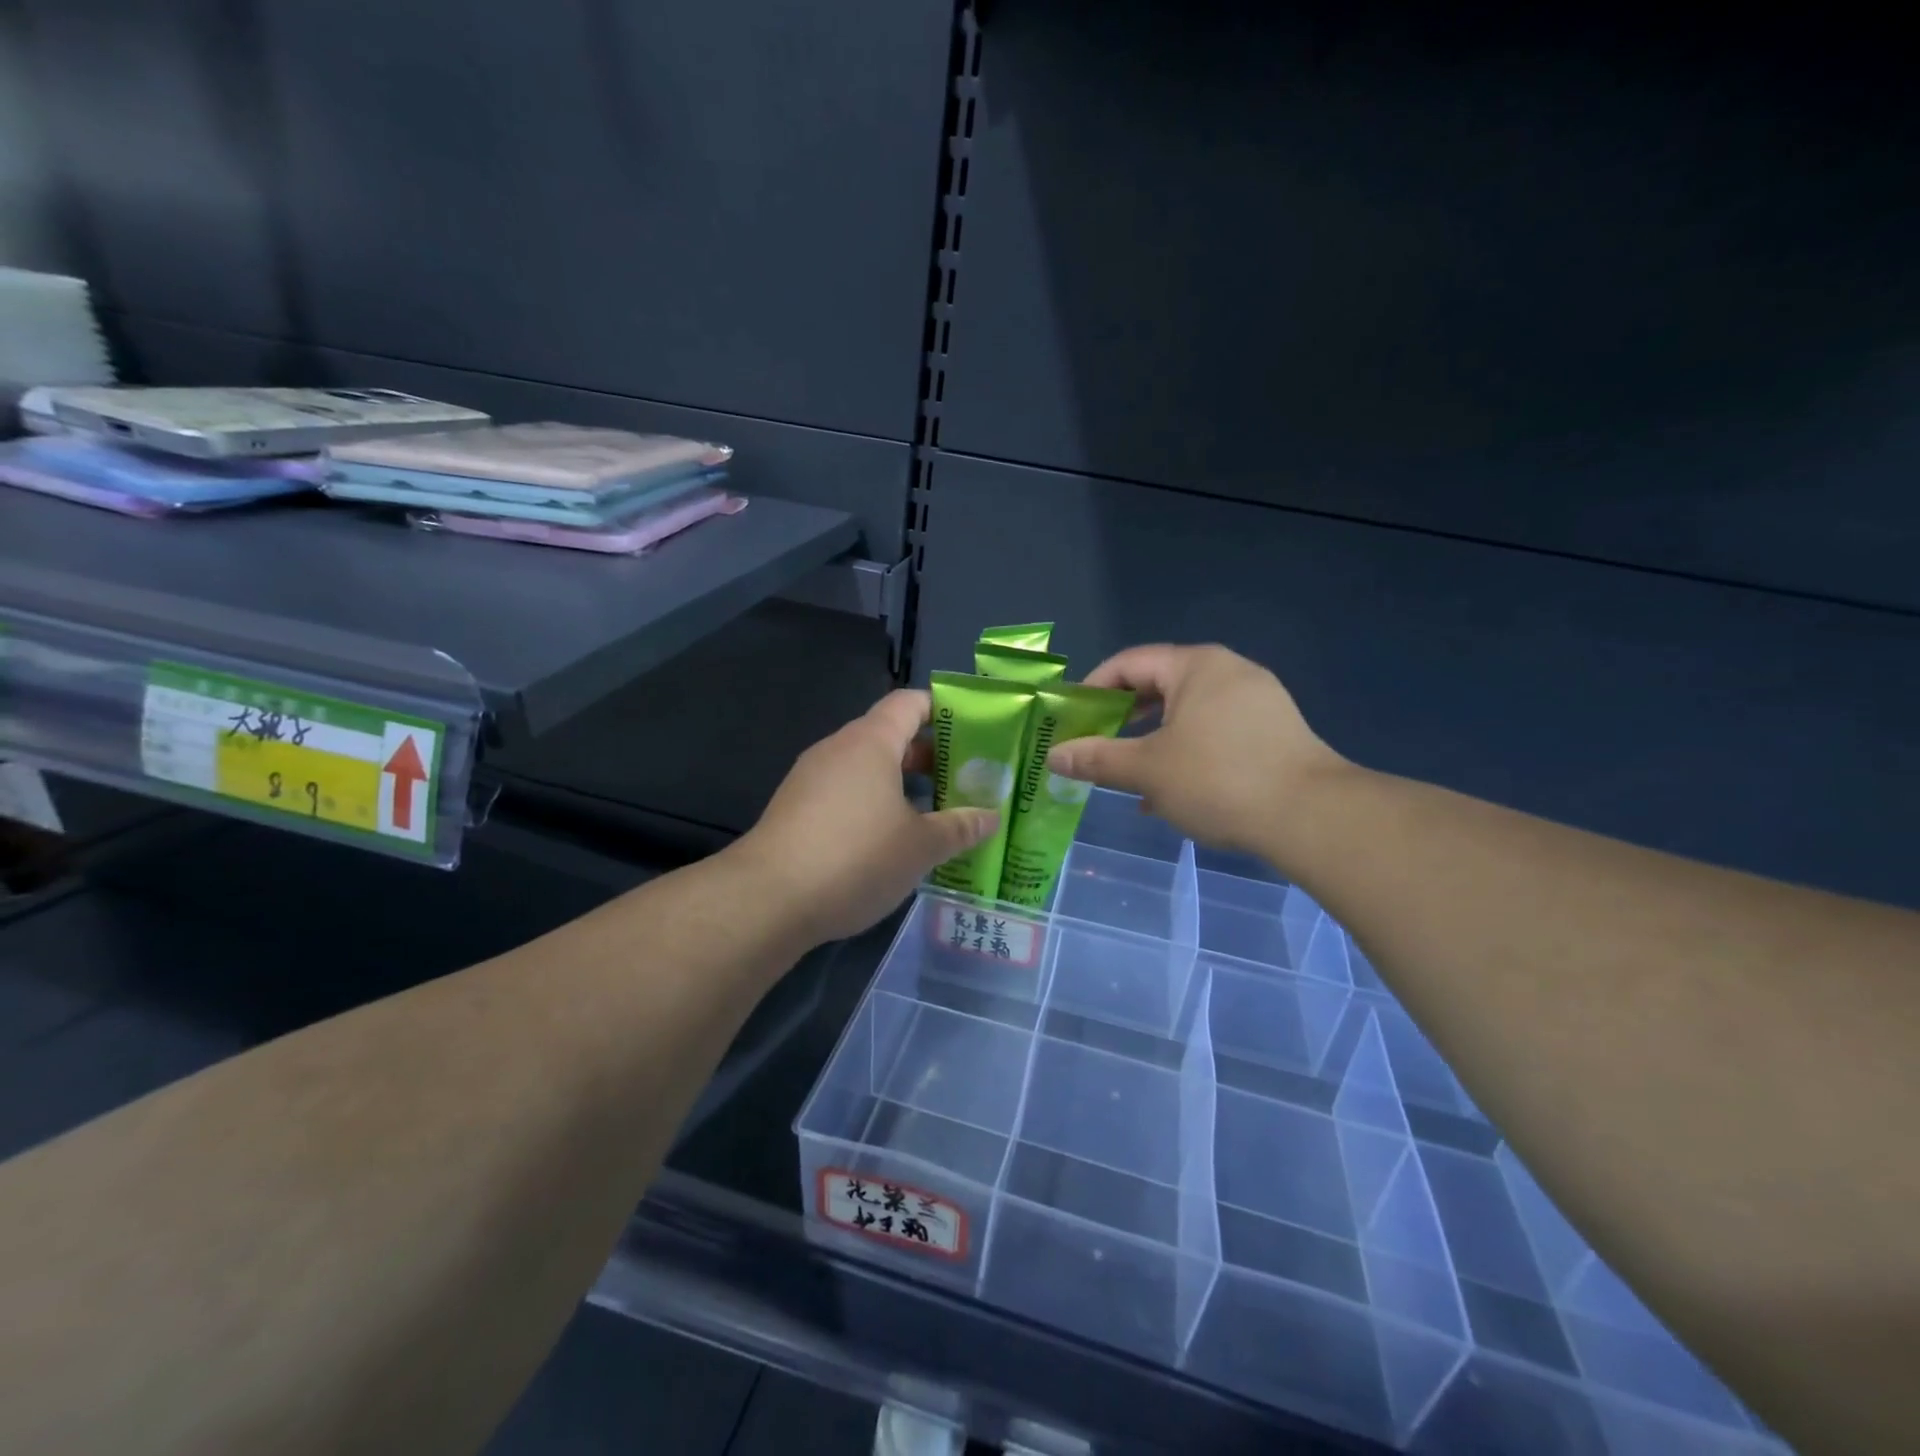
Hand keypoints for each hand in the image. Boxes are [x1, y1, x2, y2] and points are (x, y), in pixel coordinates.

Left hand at [732, 689, 998, 946]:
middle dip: (928, 757)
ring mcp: (810, 779)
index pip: (910, 703)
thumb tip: (991, 817)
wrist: (768, 899)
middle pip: (889, 736)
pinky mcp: (795, 809)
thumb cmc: (856, 857)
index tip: (973, 731)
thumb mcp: (921, 847)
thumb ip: (960, 827)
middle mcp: (838, 750)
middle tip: (963, 781)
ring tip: (933, 815)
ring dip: (900, 785)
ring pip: (865, 769)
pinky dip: (871, 805)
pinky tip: (889, 841)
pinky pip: (844, 793)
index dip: (942, 709)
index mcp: (871, 742)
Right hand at [1045, 644, 1347, 856]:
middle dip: (1123, 717)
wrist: (1312, 817)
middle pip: (1159, 685)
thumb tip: (1054, 756)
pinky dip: (1186, 751)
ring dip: (1153, 740)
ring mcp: (1258, 701)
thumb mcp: (1147, 770)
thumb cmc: (1218, 780)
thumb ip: (1097, 759)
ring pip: (1188, 713)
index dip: (1093, 688)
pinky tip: (1173, 791)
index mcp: (1196, 666)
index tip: (1071, 719)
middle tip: (1096, 745)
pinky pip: (1215, 731)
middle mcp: (1229, 672)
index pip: (1129, 663)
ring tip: (1129, 772)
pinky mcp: (1274, 732)